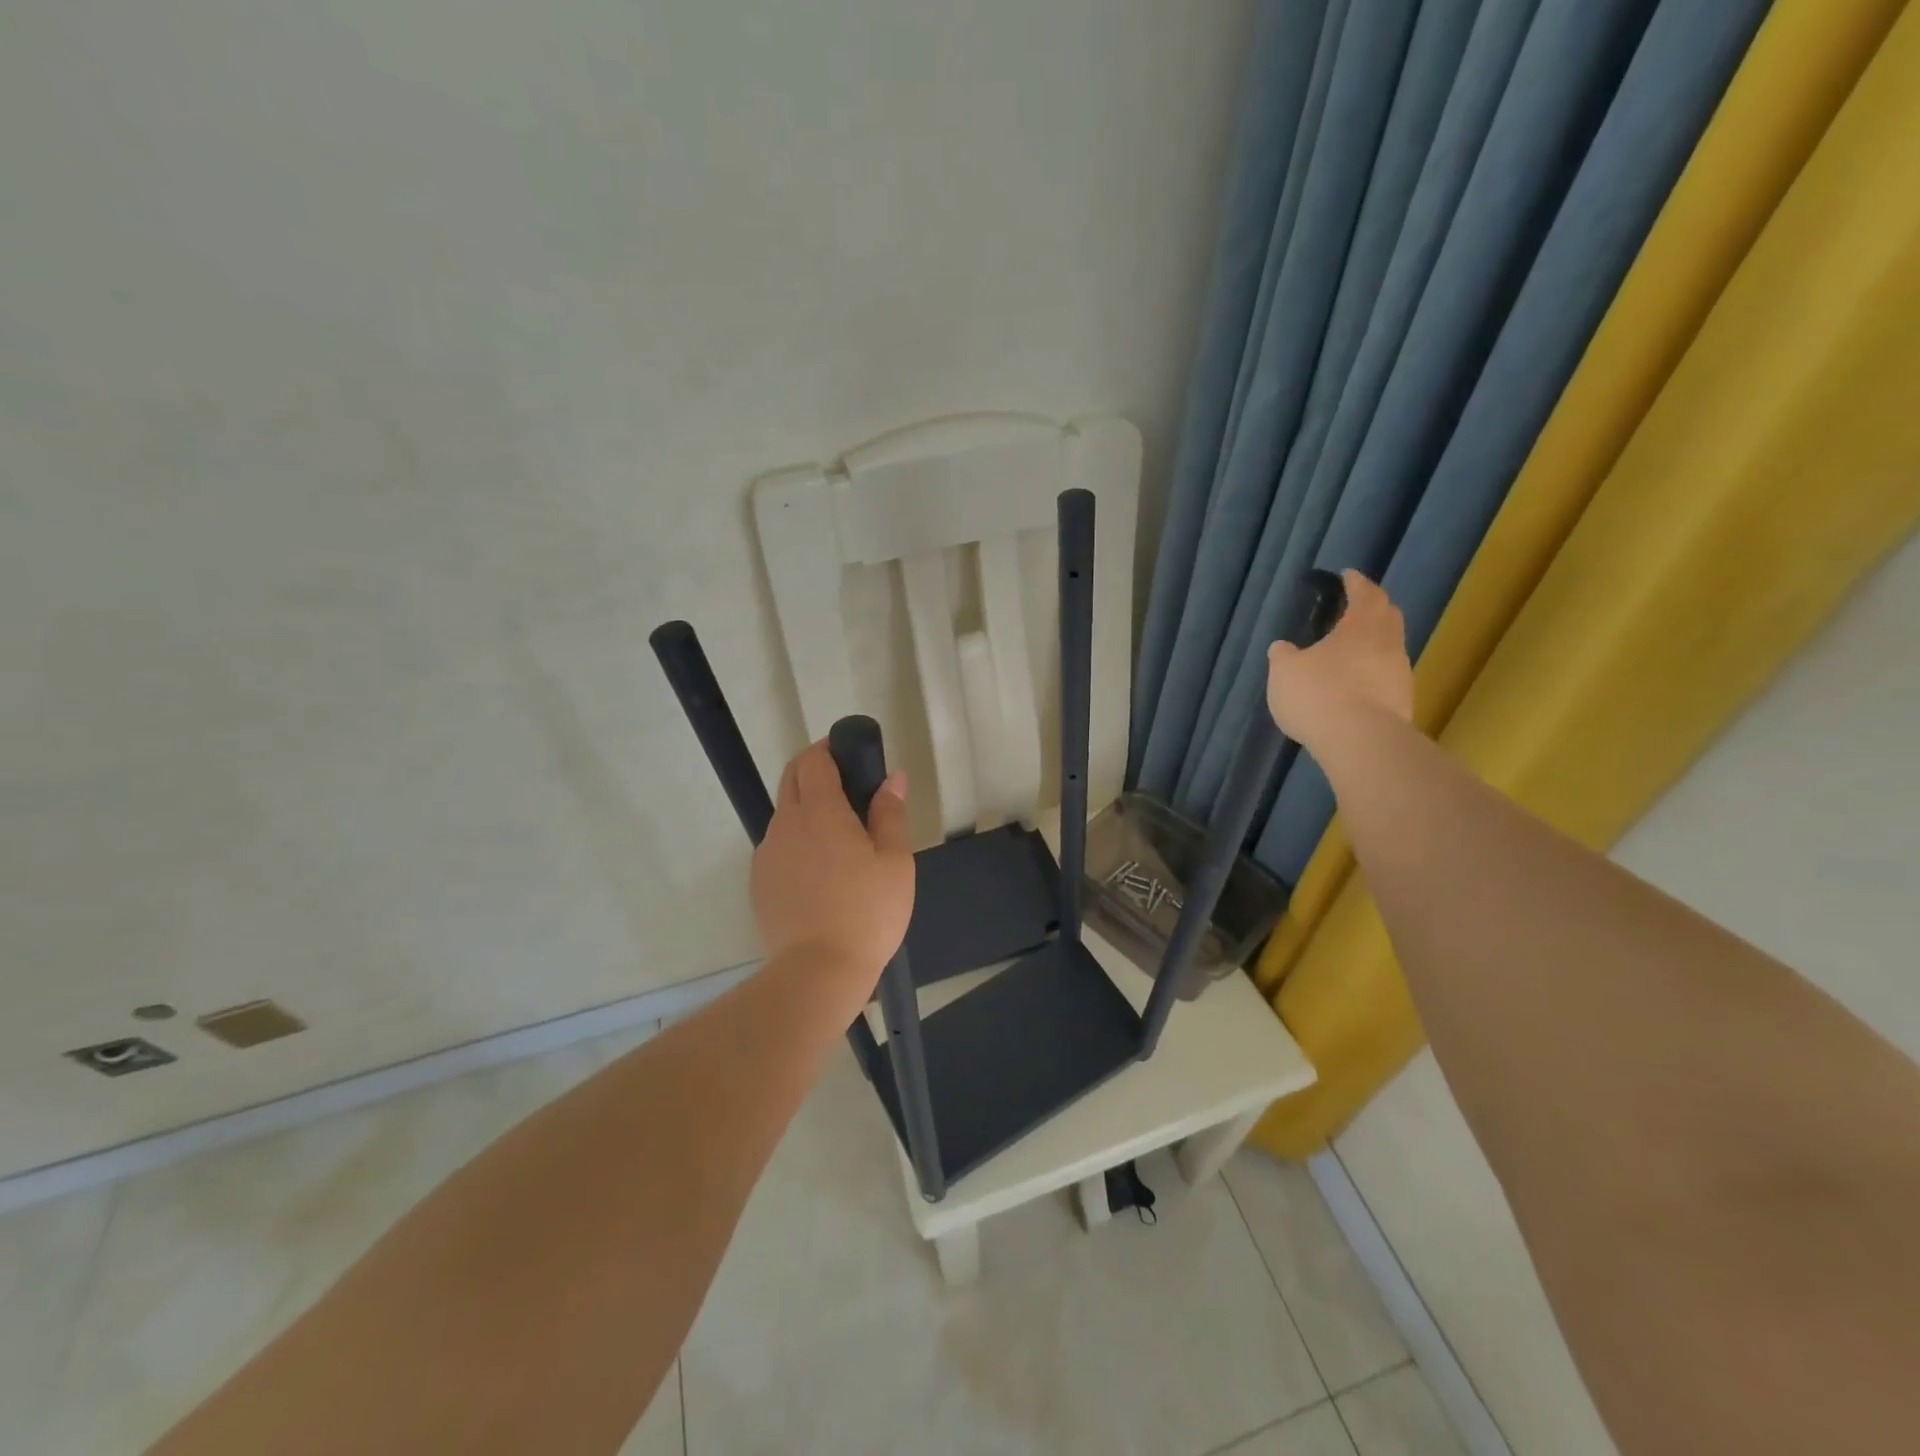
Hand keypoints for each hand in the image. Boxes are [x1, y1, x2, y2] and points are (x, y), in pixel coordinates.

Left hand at [751, 741, 914, 981]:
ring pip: (784, 814)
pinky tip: (819, 871)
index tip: (850, 754)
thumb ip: (890, 814)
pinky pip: (778, 846)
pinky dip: (796, 841)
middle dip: (814, 770)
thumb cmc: (867, 913)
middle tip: (847, 787)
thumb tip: (892, 779)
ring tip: (838, 837)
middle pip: (792, 779)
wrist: (818, 972)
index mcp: (820, 812)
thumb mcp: (894, 862)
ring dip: (806, 808)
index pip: (815, 760)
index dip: (829, 748)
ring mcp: (767, 853)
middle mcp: (786, 824)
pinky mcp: (759, 881)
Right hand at [1266, 569, 1413, 748]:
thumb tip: (1283, 647)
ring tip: (1351, 651)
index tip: (1347, 576)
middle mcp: (1388, 643)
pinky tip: (1355, 685)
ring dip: (1373, 645)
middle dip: (1373, 609)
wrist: (1360, 741)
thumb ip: (1283, 655)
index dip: (1355, 583)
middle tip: (1356, 609)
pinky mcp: (1402, 702)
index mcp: (1361, 626)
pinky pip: (1386, 677)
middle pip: (1387, 617)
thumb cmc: (1319, 694)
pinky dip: (1373, 673)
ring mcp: (1400, 674)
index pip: (1365, 593)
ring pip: (1390, 648)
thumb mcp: (1284, 671)